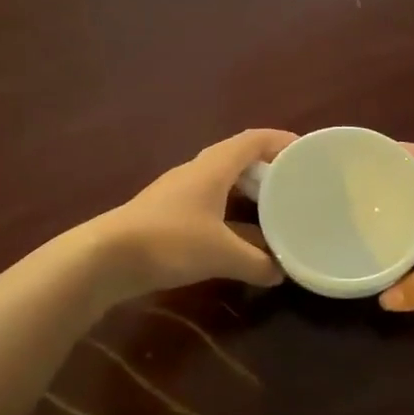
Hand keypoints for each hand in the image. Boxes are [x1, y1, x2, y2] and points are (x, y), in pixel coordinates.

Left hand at [96, 129, 297, 298]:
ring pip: (223, 187)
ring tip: (275, 215)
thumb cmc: (169, 241)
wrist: (106, 258)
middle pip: (239, 161)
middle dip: (268, 172)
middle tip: (295, 189)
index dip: (281, 141)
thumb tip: (279, 274)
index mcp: (213, 168)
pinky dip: (230, 219)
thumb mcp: (221, 254)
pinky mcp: (168, 217)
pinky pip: (210, 208)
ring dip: (249, 198)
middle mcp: (197, 173)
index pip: (253, 140)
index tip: (307, 153)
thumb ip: (256, 263)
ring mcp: (179, 195)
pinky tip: (241, 242)